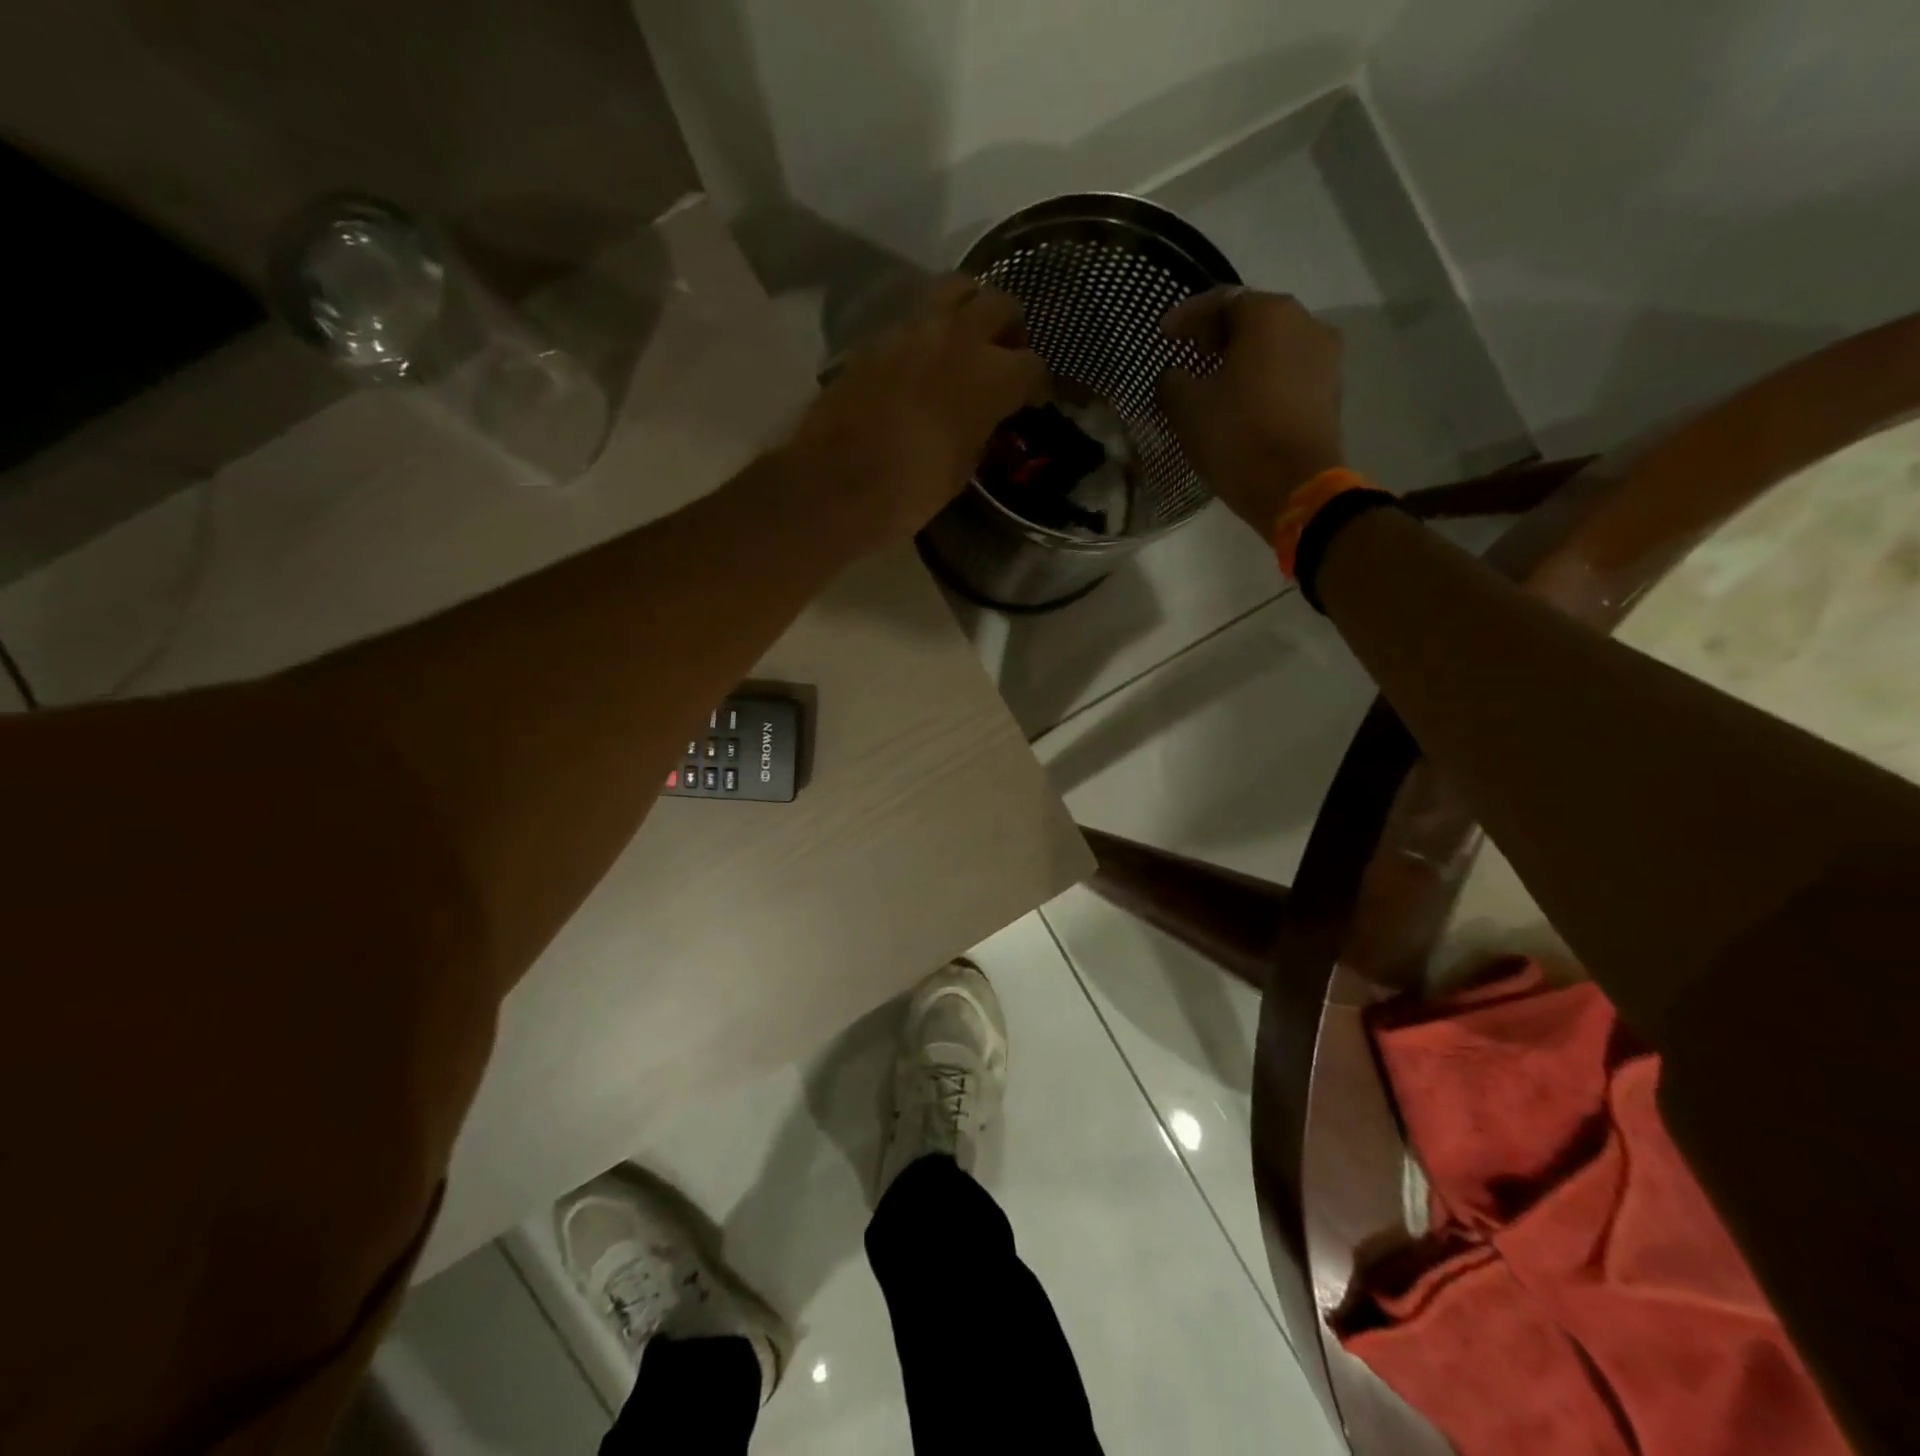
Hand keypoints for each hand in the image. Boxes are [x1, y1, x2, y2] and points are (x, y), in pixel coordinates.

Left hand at [785, 276, 1048, 551]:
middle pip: (1001, 305)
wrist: (835, 486)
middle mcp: (958, 338)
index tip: (1032, 401)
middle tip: (1004, 357)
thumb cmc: (910, 491)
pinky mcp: (877, 337)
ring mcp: (913, 329)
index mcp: (991, 377)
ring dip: (969, 309)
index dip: (1037, 385)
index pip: (1032, 365)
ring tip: (966, 341)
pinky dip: (928, 330)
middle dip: (1009, 330)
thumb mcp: (963, 468)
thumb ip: (982, 428)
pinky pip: (915, 317)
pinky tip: (923, 359)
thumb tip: (986, 415)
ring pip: (957, 289)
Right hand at [1157, 289, 1345, 536]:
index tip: (1164, 335)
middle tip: (1190, 353)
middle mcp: (1306, 323)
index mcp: (1269, 315)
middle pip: (1254, 320)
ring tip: (1216, 381)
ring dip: (1244, 359)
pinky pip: (1288, 374)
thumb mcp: (1187, 408)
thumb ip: (1173, 382)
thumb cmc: (1237, 437)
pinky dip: (1263, 381)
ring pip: (1274, 348)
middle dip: (1219, 335)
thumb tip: (1174, 376)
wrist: (1295, 487)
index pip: (1221, 301)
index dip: (1187, 317)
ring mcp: (1325, 358)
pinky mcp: (1330, 392)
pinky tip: (1243, 402)